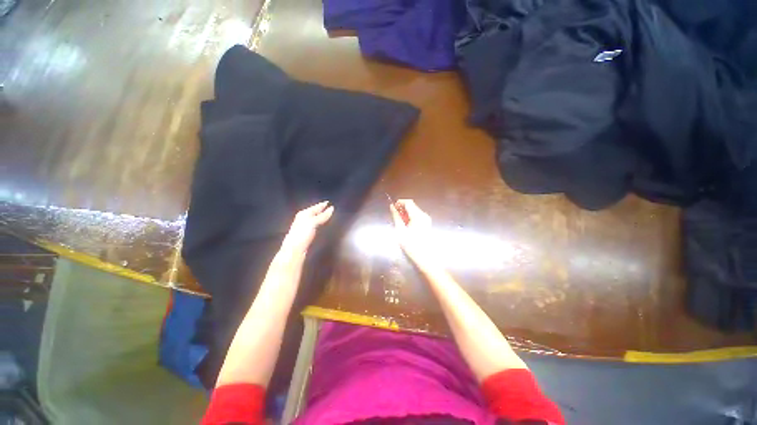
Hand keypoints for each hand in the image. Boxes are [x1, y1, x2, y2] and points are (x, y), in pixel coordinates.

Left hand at [280, 201, 333, 256]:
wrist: (294, 249)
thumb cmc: (302, 233)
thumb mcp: (313, 222)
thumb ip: (322, 216)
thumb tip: (332, 208)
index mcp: (303, 214)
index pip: (315, 207)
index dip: (322, 205)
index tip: (329, 202)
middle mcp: (303, 218)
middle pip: (314, 212)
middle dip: (321, 210)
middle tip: (329, 207)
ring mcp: (304, 226)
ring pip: (314, 218)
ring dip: (321, 216)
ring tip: (328, 215)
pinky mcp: (306, 233)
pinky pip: (315, 224)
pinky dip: (319, 223)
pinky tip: (322, 224)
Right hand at [390, 199, 435, 268]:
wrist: (424, 257)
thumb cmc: (411, 245)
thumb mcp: (400, 230)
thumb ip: (396, 217)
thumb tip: (392, 207)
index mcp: (418, 216)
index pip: (408, 202)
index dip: (399, 202)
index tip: (392, 207)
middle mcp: (424, 215)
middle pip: (412, 205)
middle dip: (402, 208)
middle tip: (394, 214)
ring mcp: (427, 219)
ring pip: (414, 210)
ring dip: (406, 212)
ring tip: (399, 220)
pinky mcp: (427, 224)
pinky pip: (417, 216)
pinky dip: (410, 217)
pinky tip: (405, 224)